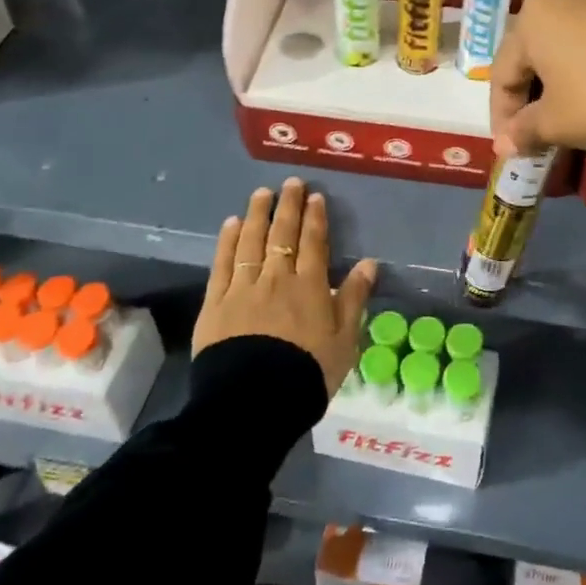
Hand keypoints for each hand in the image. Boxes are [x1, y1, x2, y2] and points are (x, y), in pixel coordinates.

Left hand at [195, 178, 377, 396]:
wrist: (255, 401)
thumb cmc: (307, 372)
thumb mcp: (344, 340)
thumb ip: (355, 298)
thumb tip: (369, 262)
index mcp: (310, 286)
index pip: (313, 242)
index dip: (315, 217)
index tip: (315, 196)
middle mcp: (277, 278)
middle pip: (282, 234)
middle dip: (288, 206)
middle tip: (291, 183)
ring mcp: (243, 287)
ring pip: (251, 241)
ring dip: (257, 214)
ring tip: (261, 193)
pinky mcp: (216, 302)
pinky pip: (223, 263)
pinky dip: (227, 241)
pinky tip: (231, 224)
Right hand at [491, 0, 585, 156]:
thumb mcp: (557, 123)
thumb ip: (524, 130)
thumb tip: (504, 145)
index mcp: (534, 17)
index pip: (503, 72)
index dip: (502, 114)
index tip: (510, 145)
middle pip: (536, 52)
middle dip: (533, 94)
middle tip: (538, 131)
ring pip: (571, 42)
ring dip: (564, 77)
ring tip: (573, 112)